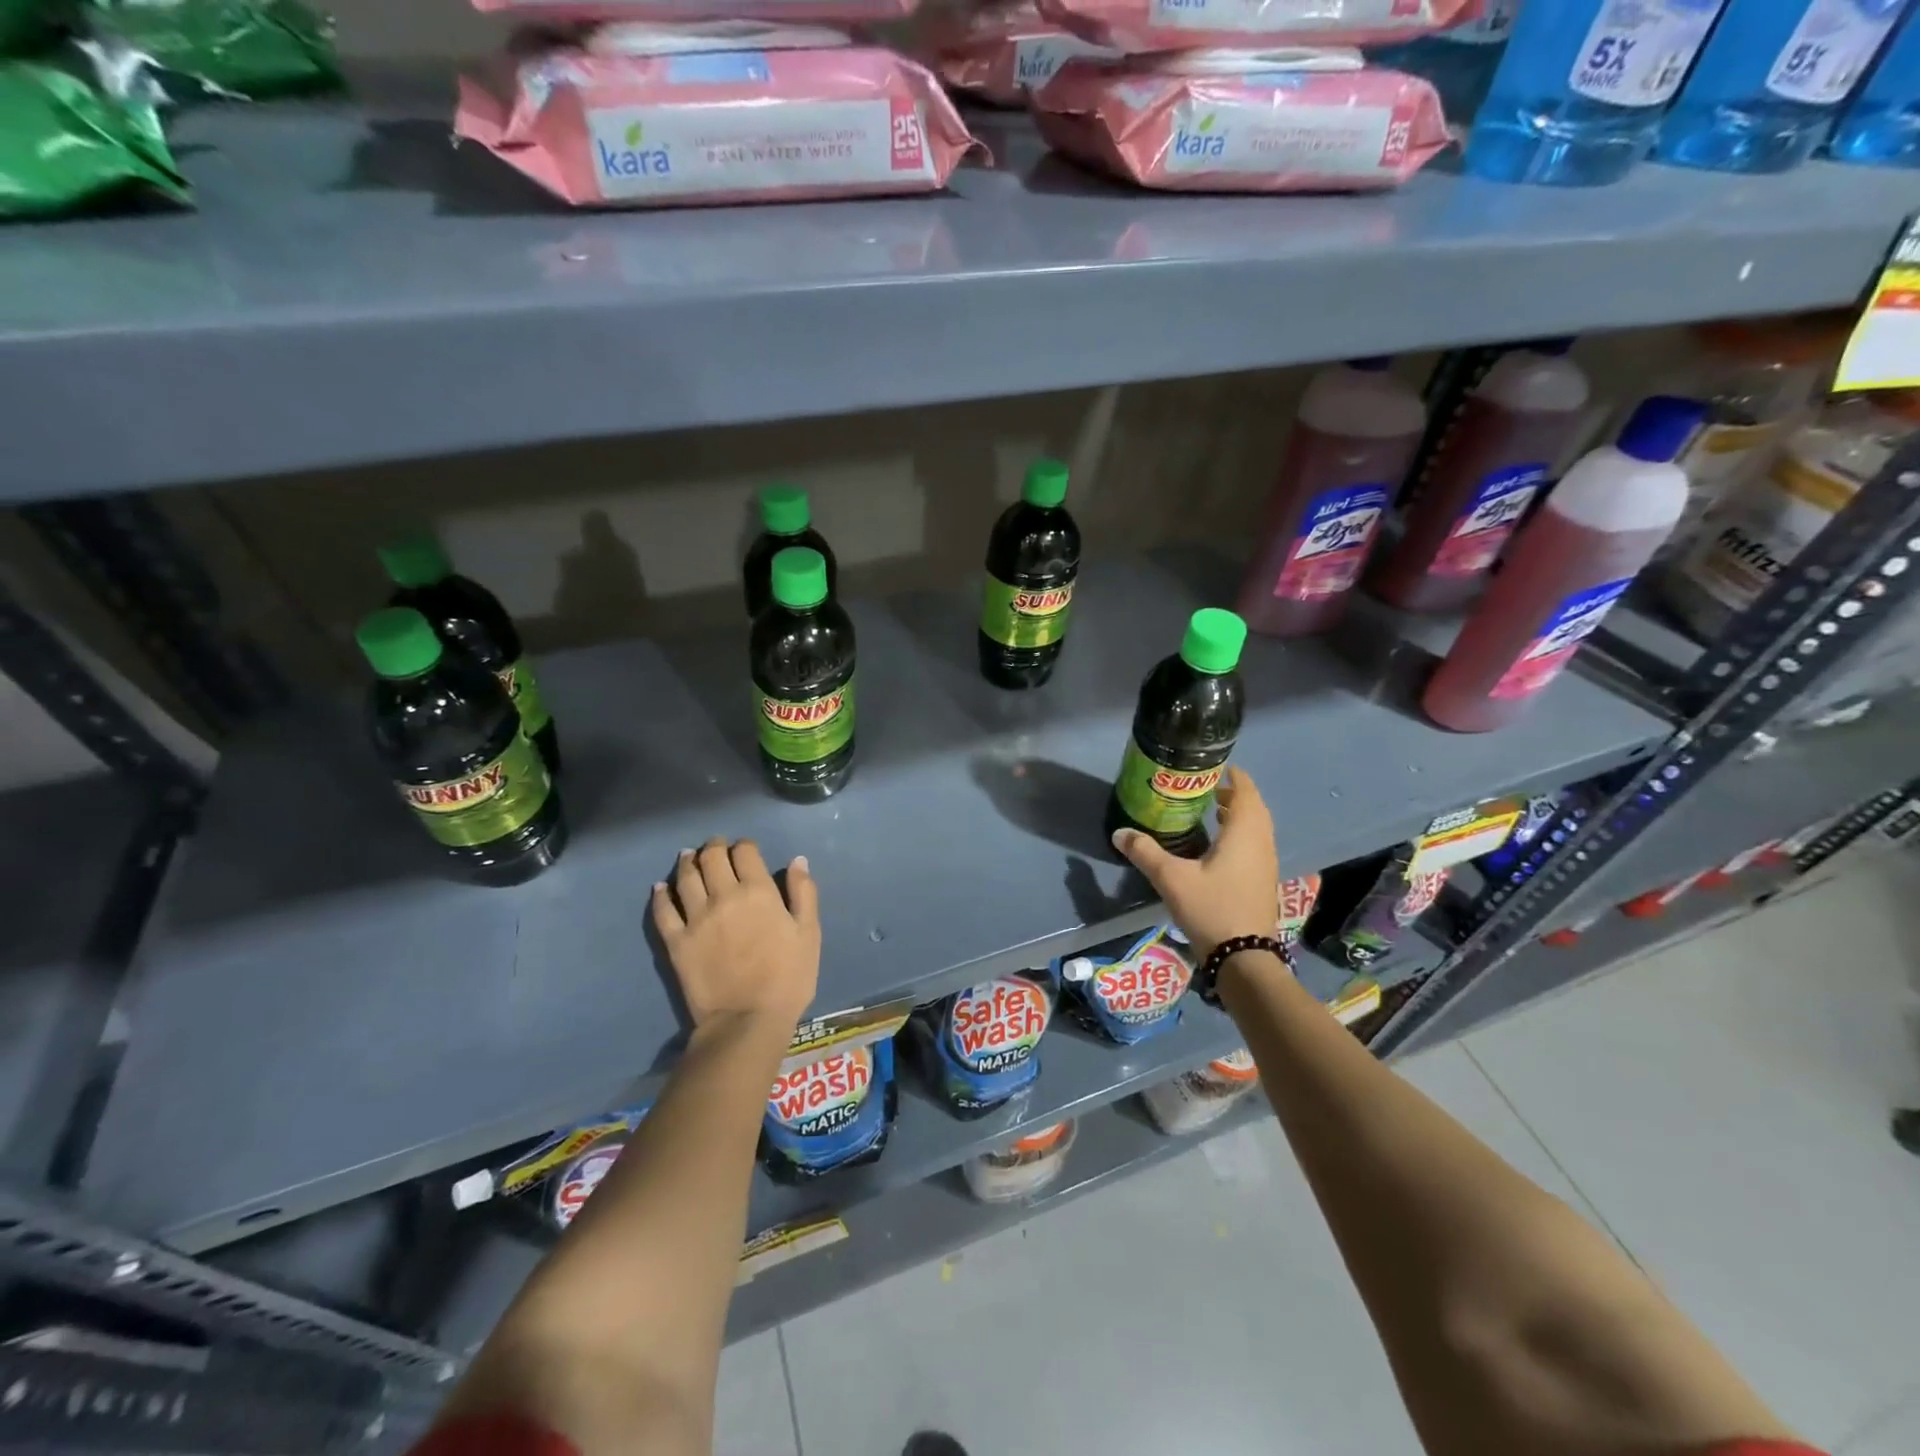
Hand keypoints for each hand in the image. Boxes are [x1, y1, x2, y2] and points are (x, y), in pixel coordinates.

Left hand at [651, 838, 819, 1032]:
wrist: (747, 1020)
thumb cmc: (788, 977)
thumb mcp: (809, 934)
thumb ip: (804, 893)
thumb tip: (798, 861)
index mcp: (758, 891)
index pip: (745, 852)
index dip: (744, 845)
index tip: (746, 849)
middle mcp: (723, 896)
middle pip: (712, 858)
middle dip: (714, 847)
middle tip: (716, 847)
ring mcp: (695, 918)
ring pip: (686, 877)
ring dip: (688, 861)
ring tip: (689, 856)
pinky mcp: (676, 941)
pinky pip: (663, 910)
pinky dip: (660, 894)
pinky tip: (660, 887)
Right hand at [1111, 766, 1276, 962]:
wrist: (1244, 959)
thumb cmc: (1212, 909)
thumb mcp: (1172, 879)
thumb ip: (1145, 852)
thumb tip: (1120, 833)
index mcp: (1244, 833)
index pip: (1246, 791)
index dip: (1234, 776)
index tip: (1214, 766)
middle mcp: (1261, 843)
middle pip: (1253, 808)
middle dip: (1232, 794)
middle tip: (1205, 788)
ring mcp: (1265, 865)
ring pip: (1255, 828)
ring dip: (1237, 815)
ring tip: (1209, 811)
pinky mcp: (1261, 882)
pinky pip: (1253, 845)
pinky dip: (1238, 835)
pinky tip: (1215, 846)